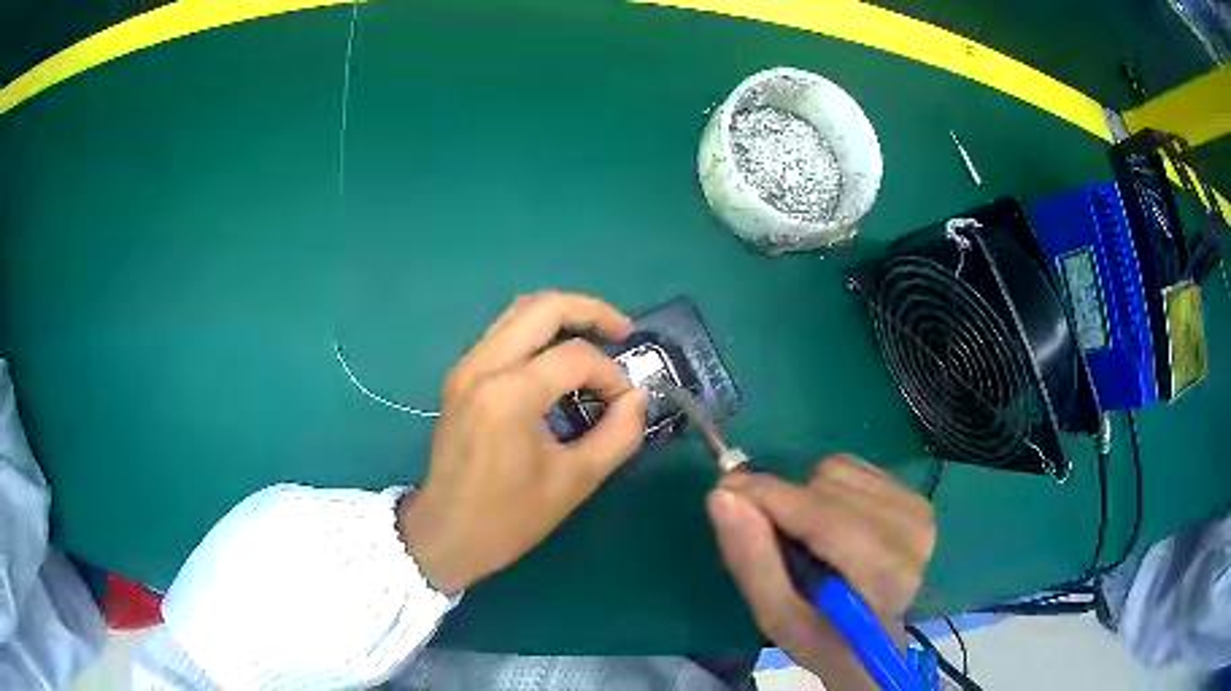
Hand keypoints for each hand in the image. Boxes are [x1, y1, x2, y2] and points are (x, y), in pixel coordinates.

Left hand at [400, 291, 647, 593]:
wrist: (446, 534)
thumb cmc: (509, 517)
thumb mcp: (575, 481)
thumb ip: (618, 435)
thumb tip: (638, 399)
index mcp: (509, 394)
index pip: (575, 357)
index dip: (612, 375)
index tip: (627, 404)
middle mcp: (482, 366)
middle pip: (542, 307)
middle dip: (590, 311)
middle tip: (623, 331)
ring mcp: (465, 368)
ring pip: (518, 313)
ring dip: (561, 317)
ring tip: (597, 337)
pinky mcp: (459, 377)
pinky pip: (502, 333)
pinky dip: (537, 333)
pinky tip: (558, 359)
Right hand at [707, 455, 934, 687]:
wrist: (875, 643)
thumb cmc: (823, 638)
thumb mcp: (777, 617)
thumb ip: (751, 560)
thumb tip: (722, 496)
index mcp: (882, 576)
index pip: (826, 519)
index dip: (771, 497)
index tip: (725, 489)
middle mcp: (910, 534)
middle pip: (827, 488)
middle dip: (787, 504)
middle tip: (770, 535)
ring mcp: (917, 511)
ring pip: (838, 471)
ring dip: (809, 497)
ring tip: (810, 540)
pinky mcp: (915, 496)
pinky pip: (853, 467)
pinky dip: (829, 489)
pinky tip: (835, 526)